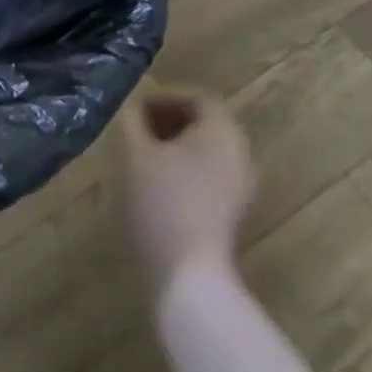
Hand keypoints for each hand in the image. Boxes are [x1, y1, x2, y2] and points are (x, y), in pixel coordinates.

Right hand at [117, 89, 255, 301]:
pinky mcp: (231, 212)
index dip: (165, 96)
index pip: (199, 98)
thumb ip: (131, 119)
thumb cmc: (158, 201)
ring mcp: (239, 187)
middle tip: (135, 127)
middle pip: (206, 123)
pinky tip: (154, 182)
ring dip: (174, 143)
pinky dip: (183, 166)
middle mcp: (239, 155)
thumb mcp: (132, 150)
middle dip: (168, 119)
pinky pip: (208, 173)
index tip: (135, 108)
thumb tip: (133, 109)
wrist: (186, 274)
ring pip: (206, 150)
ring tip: (140, 153)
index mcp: (221, 133)